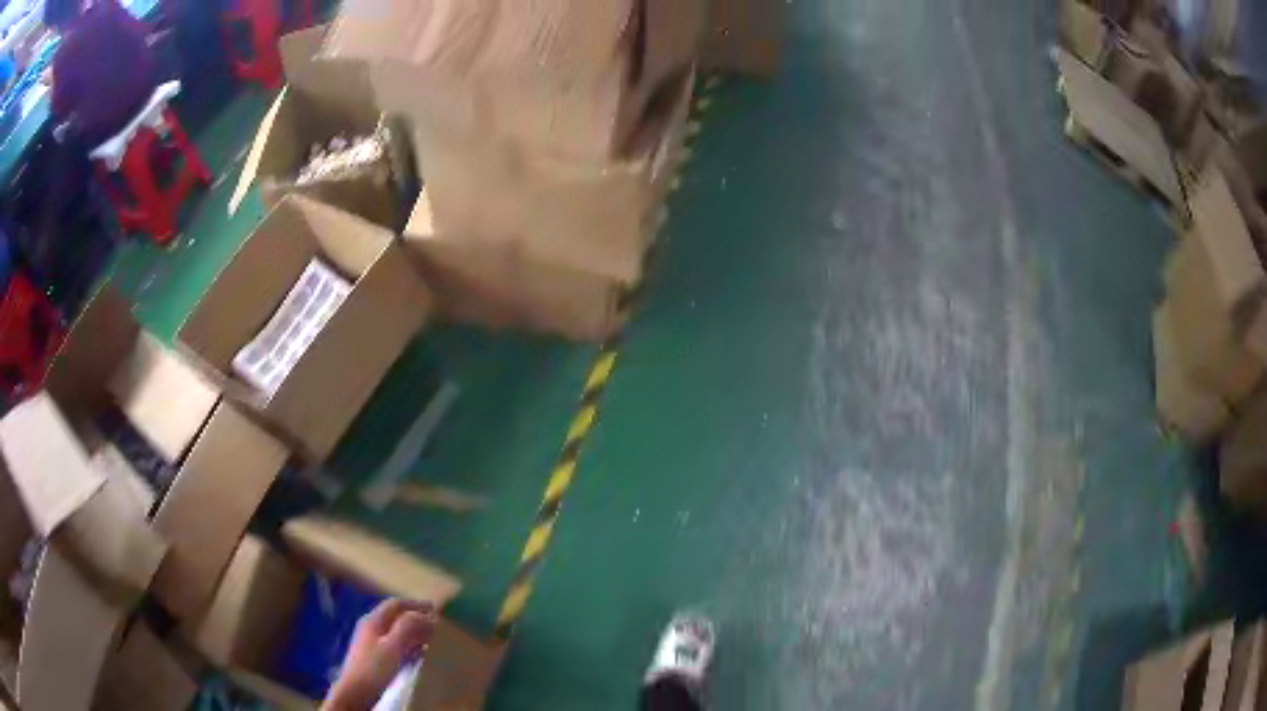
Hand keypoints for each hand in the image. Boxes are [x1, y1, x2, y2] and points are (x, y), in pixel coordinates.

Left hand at [322, 599, 436, 710]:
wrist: (355, 692)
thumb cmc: (374, 668)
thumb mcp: (393, 647)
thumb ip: (407, 628)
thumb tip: (425, 615)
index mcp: (373, 621)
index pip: (395, 605)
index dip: (415, 605)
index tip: (435, 609)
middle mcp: (370, 627)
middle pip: (394, 617)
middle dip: (414, 618)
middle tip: (435, 625)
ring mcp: (369, 642)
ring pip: (394, 631)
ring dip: (411, 632)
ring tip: (428, 639)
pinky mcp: (372, 657)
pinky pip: (393, 644)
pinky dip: (406, 644)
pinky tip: (414, 655)